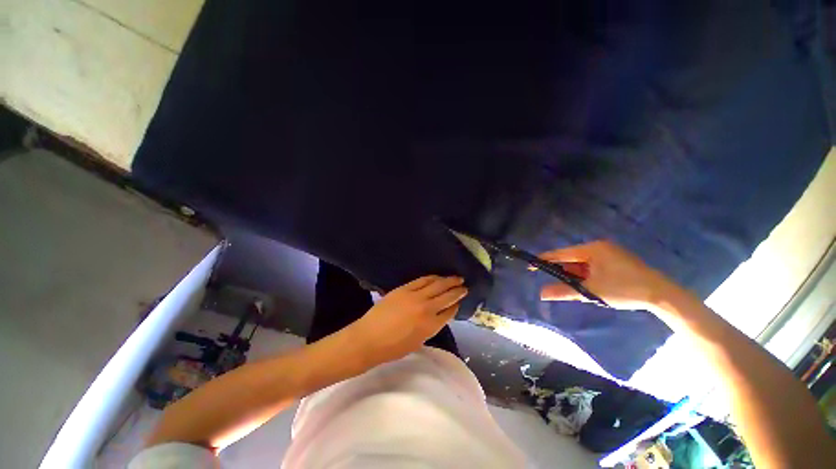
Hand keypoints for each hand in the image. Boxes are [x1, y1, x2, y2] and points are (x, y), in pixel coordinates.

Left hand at [347, 276, 467, 363]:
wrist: (369, 339)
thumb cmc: (393, 347)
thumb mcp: (418, 341)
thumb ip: (432, 327)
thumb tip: (440, 314)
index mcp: (431, 326)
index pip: (449, 311)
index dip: (456, 305)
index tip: (460, 301)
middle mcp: (427, 309)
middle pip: (447, 296)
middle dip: (458, 290)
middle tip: (465, 286)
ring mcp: (416, 296)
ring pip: (437, 285)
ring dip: (449, 281)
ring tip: (457, 278)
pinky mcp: (405, 288)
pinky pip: (423, 280)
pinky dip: (433, 277)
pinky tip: (438, 276)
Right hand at [539, 240, 684, 311]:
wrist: (662, 295)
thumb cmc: (624, 290)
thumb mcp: (591, 291)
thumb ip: (564, 291)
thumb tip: (541, 293)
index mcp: (592, 249)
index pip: (561, 253)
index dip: (544, 260)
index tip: (531, 266)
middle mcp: (599, 247)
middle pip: (571, 258)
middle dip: (561, 270)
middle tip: (551, 282)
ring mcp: (608, 252)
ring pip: (582, 263)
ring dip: (574, 274)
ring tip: (569, 287)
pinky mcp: (616, 259)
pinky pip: (592, 265)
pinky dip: (585, 275)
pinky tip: (585, 285)